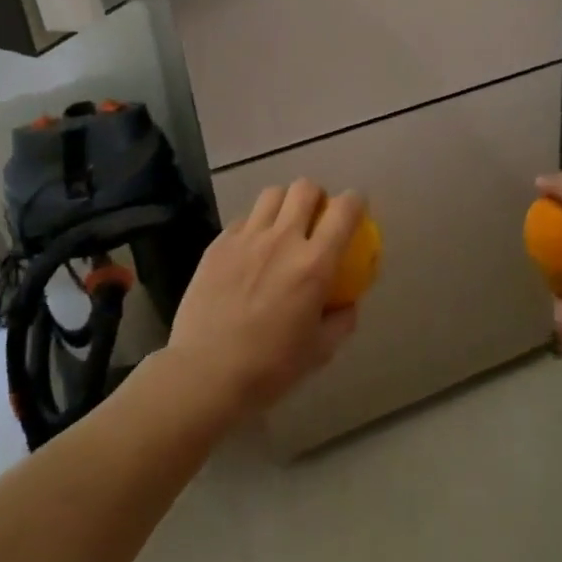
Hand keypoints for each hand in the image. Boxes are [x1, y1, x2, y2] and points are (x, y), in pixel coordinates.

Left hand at [165, 180, 362, 421]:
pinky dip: (255, 224)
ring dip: (285, 202)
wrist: (205, 373)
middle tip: (316, 215)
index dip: (355, 201)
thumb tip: (348, 302)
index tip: (356, 208)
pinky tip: (251, 249)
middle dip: (317, 195)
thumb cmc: (269, 367)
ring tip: (283, 224)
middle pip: (305, 188)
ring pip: (272, 194)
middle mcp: (282, 240)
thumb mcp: (320, 351)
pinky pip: (243, 219)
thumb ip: (341, 320)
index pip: (344, 211)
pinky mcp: (218, 244)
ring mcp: (246, 238)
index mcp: (314, 264)